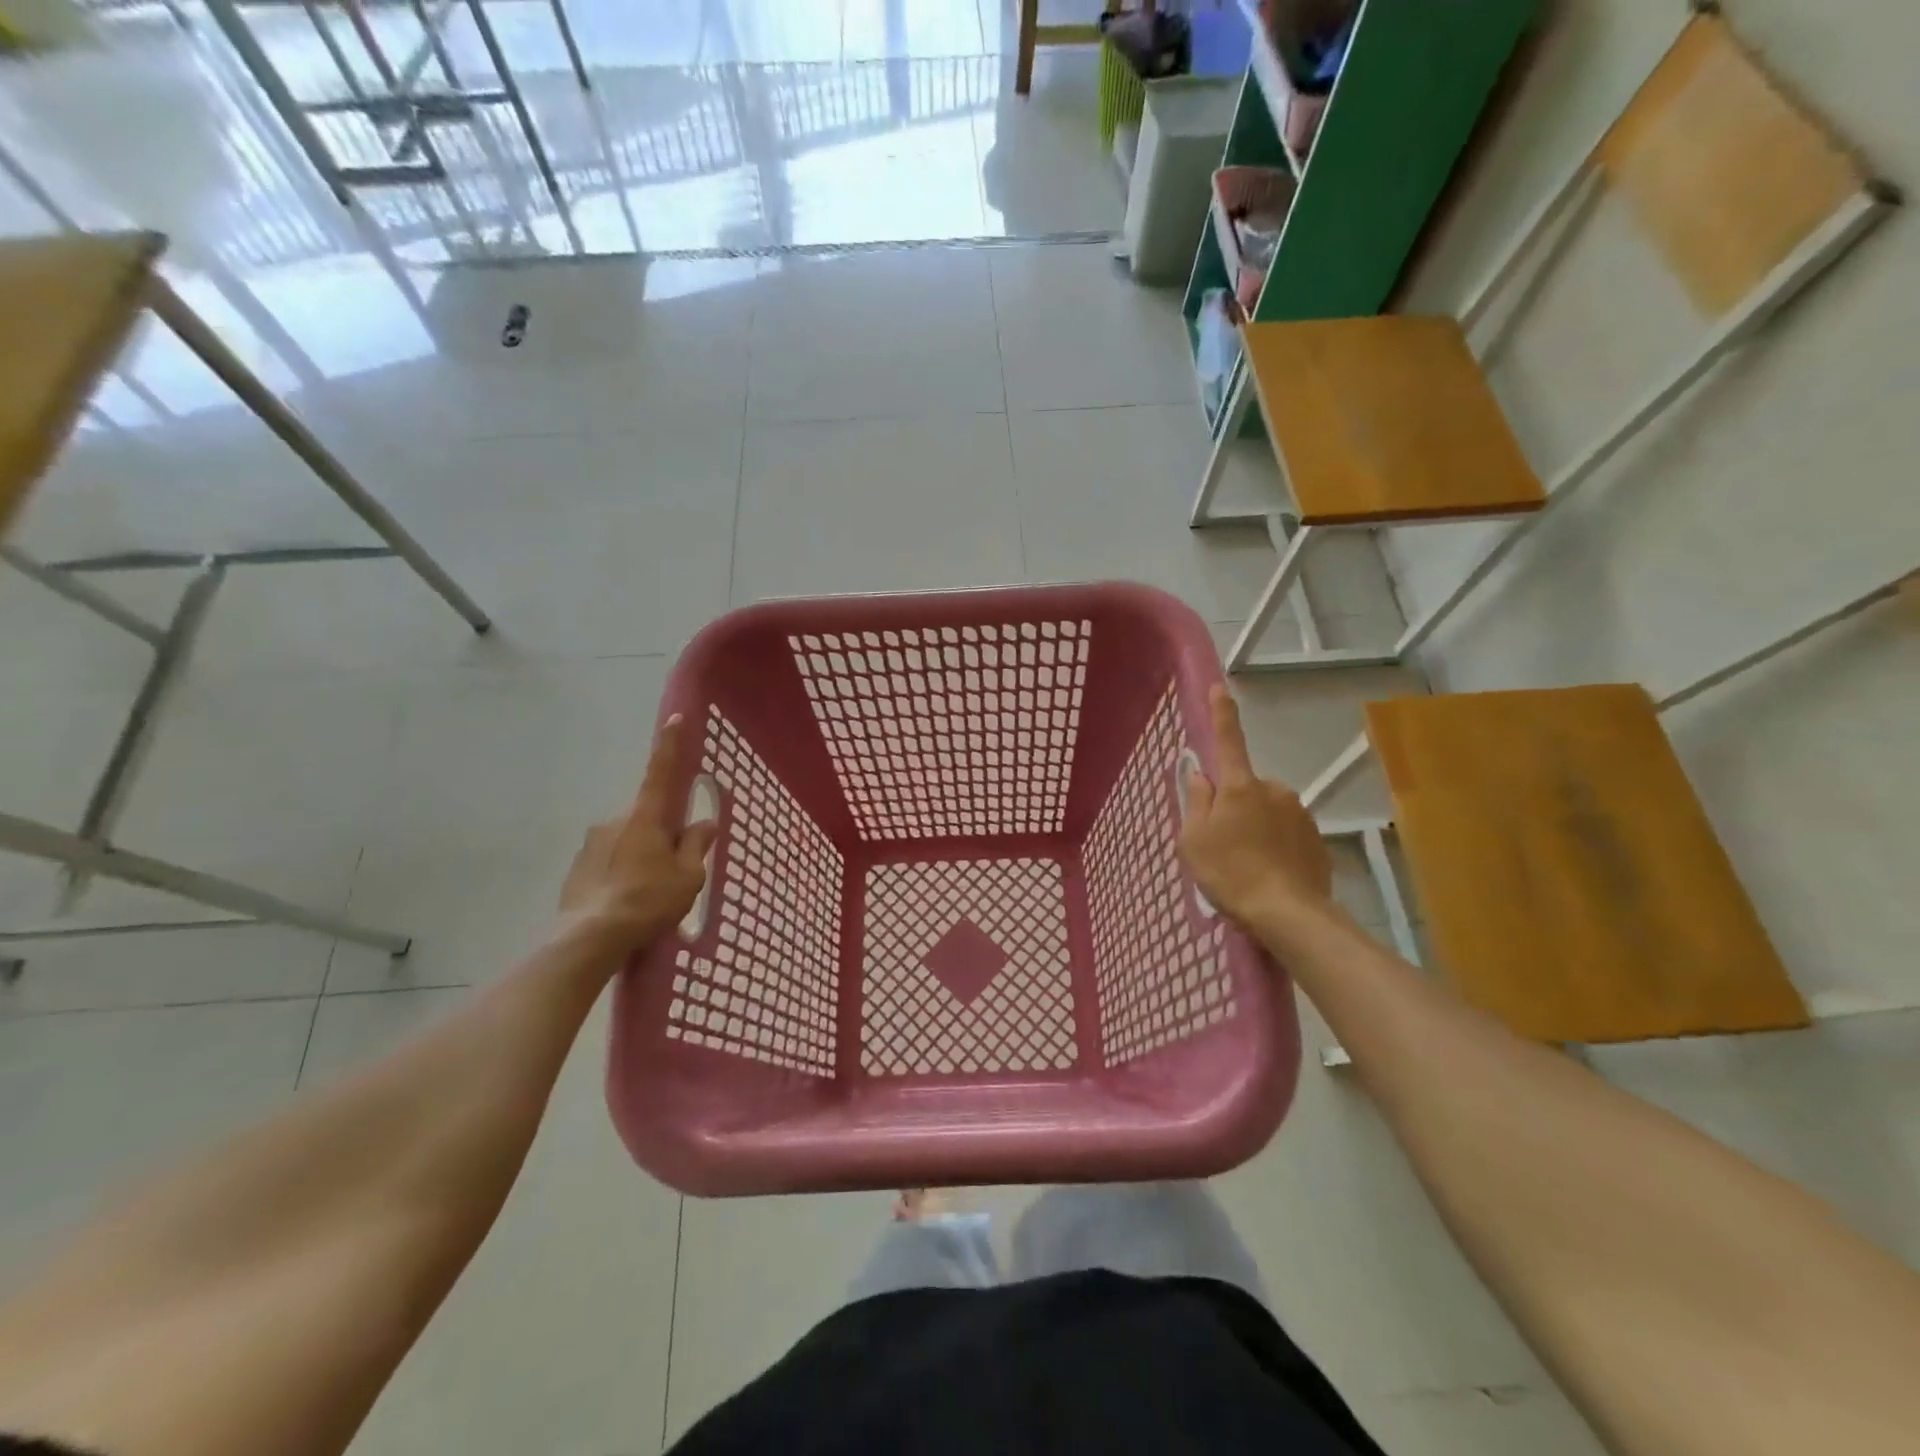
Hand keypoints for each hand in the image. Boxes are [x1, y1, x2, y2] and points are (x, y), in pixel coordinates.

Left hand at [556, 715, 718, 960]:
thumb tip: (704, 823)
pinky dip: (622, 873)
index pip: (660, 772)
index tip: (676, 719)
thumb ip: (696, 846)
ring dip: (641, 855)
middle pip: (647, 816)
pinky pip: (609, 861)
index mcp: (645, 817)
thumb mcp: (688, 877)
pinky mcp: (577, 869)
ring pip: (628, 840)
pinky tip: (629, 902)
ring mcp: (591, 844)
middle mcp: (614, 821)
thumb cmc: (648, 902)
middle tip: (676, 866)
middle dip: (662, 832)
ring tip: (651, 894)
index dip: (670, 746)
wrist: (589, 940)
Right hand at [1180, 685, 1332, 928]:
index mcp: (1239, 786)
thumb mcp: (1194, 839)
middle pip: (1244, 788)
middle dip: (1234, 805)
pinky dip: (1275, 845)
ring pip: (1266, 810)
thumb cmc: (1229, 873)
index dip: (1221, 714)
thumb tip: (1200, 775)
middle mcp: (1273, 789)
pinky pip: (1286, 832)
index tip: (1219, 688)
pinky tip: (1269, 872)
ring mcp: (1298, 812)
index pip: (1227, 741)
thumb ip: (1196, 802)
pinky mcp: (1316, 837)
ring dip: (1255, 827)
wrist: (1288, 913)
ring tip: (1246, 865)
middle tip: (1222, 842)